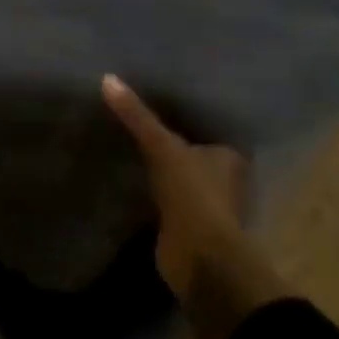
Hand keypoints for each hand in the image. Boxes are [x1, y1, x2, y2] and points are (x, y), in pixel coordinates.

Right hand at [103, 75, 289, 338]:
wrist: (200, 260)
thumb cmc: (193, 195)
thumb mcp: (162, 147)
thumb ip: (137, 116)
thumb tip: (108, 78)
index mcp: (230, 156)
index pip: (209, 128)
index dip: (187, 117)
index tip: (162, 102)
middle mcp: (227, 180)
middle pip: (197, 154)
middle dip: (175, 143)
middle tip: (142, 120)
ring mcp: (209, 207)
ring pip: (183, 178)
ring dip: (165, 170)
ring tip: (132, 146)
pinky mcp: (190, 228)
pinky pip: (169, 200)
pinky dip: (155, 193)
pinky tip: (134, 180)